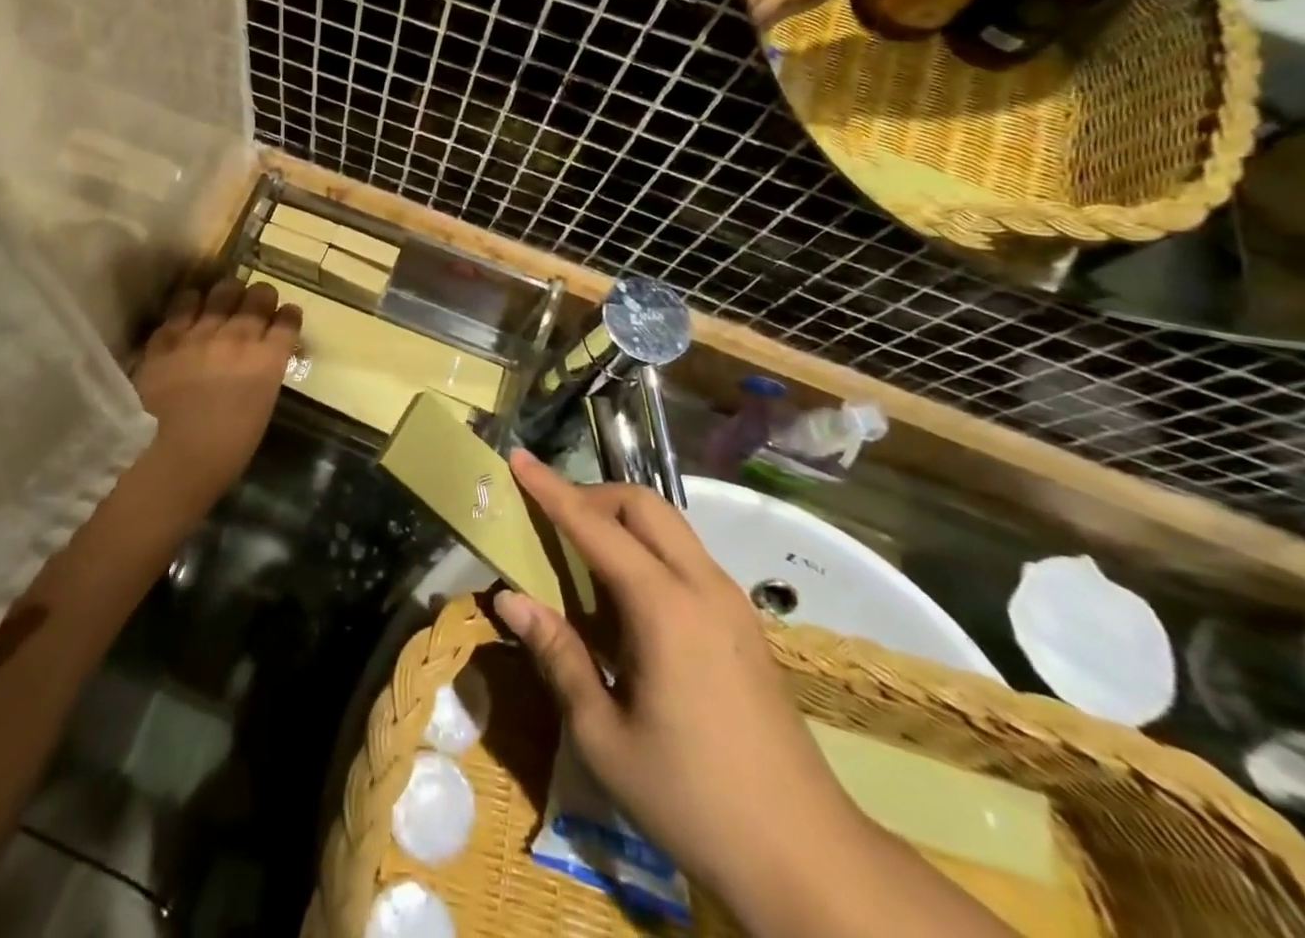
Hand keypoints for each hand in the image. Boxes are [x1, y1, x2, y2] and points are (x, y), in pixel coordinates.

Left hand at [130, 277, 300, 503]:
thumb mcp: (260, 411)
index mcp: (268, 361)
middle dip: (261, 296)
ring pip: (220, 293)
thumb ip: (262, 378)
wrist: (171, 458)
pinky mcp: (166, 339)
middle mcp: (238, 338)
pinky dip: (190, 304)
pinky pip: (181, 308)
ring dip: (227, 293)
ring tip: (225, 297)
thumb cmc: (224, 452)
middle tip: (257, 302)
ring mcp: (199, 334)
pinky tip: (191, 306)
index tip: (286, 317)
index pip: (288, 321)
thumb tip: (260, 364)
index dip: (289, 315)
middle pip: (258, 298)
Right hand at [494, 453, 857, 902]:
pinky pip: (685, 556)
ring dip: (620, 521)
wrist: (808, 858)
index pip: (595, 526)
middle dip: (592, 495)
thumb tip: (508, 599)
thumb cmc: (693, 799)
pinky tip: (624, 598)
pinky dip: (646, 549)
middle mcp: (702, 586)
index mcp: (665, 608)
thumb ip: (557, 654)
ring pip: (669, 526)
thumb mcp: (604, 736)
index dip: (551, 489)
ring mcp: (730, 602)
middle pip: (644, 504)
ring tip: (580, 556)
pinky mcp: (743, 622)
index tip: (519, 458)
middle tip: (550, 519)